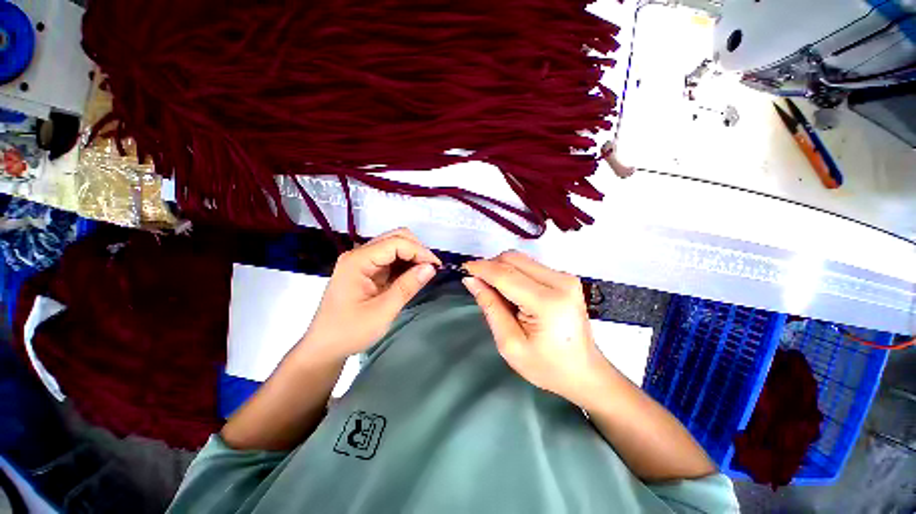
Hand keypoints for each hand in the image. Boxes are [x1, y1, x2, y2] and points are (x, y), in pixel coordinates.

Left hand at [300, 228, 440, 361]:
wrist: (325, 347)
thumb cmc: (350, 331)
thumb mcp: (382, 311)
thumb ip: (407, 286)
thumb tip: (431, 267)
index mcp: (358, 261)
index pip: (395, 243)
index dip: (419, 251)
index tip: (436, 266)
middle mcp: (359, 254)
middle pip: (394, 237)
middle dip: (417, 249)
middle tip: (431, 268)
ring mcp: (362, 261)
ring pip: (394, 245)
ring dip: (412, 255)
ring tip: (425, 272)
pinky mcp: (367, 270)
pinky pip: (391, 259)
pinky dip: (405, 264)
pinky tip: (413, 275)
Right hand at [462, 251, 603, 404]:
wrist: (584, 371)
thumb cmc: (546, 366)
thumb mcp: (510, 344)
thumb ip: (490, 307)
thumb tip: (471, 280)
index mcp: (548, 303)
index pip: (506, 275)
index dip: (481, 268)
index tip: (463, 269)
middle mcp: (560, 282)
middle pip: (514, 259)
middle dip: (490, 266)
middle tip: (478, 283)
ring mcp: (565, 277)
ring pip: (521, 259)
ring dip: (501, 269)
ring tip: (495, 291)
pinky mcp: (565, 278)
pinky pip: (530, 265)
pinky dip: (514, 273)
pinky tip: (511, 291)